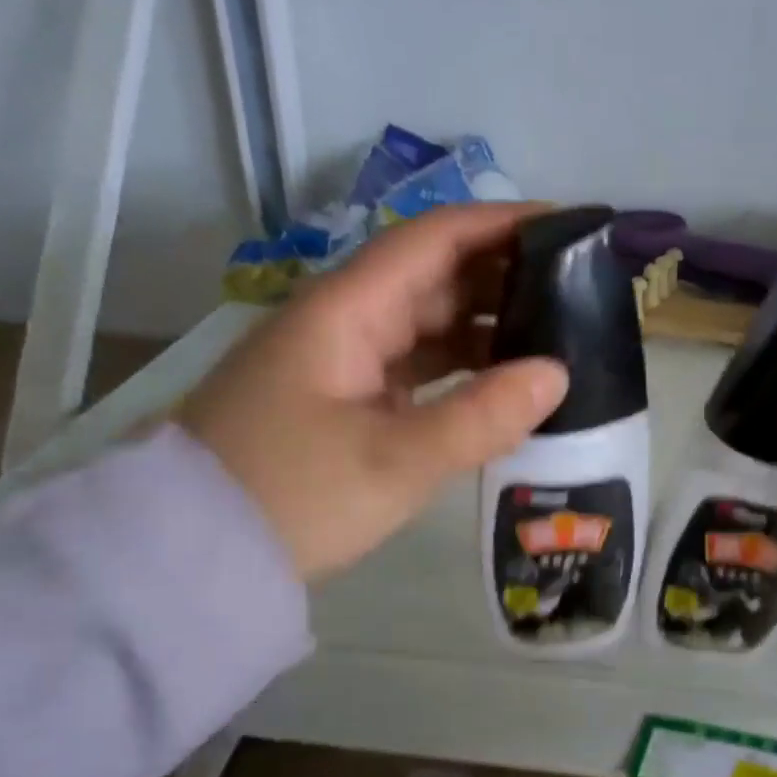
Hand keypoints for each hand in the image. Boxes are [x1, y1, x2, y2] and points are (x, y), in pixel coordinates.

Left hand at [179, 203, 568, 581]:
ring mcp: (341, 359)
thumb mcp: (396, 461)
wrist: (197, 551)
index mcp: (348, 309)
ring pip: (426, 323)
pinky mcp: (343, 398)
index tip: (568, 228)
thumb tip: (557, 373)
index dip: (503, 224)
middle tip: (579, 292)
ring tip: (556, 338)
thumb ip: (481, 416)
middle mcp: (344, 319)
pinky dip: (459, 369)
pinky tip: (502, 385)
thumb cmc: (293, 495)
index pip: (434, 238)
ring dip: (486, 326)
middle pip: (434, 276)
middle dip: (505, 276)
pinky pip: (414, 364)